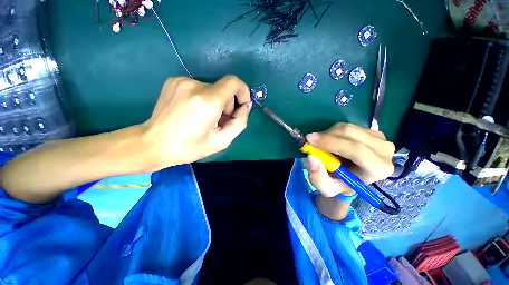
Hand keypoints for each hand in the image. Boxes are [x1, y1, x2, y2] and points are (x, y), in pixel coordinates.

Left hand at [141, 75, 251, 168]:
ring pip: (212, 88)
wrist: (152, 144)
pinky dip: (203, 98)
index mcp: (207, 102)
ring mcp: (181, 81)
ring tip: (205, 118)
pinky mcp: (174, 81)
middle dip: (227, 104)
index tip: (242, 105)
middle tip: (219, 121)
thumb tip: (244, 106)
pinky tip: (194, 112)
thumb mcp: (222, 141)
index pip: (233, 82)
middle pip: (223, 88)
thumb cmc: (189, 147)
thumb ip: (239, 122)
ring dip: (215, 102)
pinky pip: (199, 87)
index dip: (243, 91)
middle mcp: (194, 86)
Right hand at [305, 123, 394, 197]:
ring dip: (329, 133)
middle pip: (352, 134)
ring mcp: (381, 139)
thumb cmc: (341, 183)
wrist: (352, 177)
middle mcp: (385, 152)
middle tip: (310, 139)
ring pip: (348, 128)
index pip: (357, 151)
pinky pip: (349, 125)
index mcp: (378, 170)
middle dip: (327, 136)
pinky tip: (331, 140)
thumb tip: (312, 157)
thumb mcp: (327, 188)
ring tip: (321, 143)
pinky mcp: (373, 132)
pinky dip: (334, 131)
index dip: (331, 143)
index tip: (310, 141)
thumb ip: (318, 178)